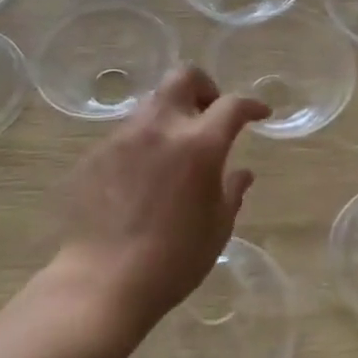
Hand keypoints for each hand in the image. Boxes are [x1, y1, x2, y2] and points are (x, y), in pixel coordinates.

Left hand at [52, 66, 268, 332]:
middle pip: (184, 77)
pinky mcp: (96, 153)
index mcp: (199, 144)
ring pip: (153, 103)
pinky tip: (142, 177)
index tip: (260, 114)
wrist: (102, 280)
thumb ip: (232, 191)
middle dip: (204, 87)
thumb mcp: (217, 228)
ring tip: (175, 150)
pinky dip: (144, 142)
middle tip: (210, 114)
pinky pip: (127, 133)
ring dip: (171, 116)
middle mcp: (160, 127)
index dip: (251, 105)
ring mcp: (123, 137)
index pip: (232, 105)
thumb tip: (241, 173)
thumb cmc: (173, 260)